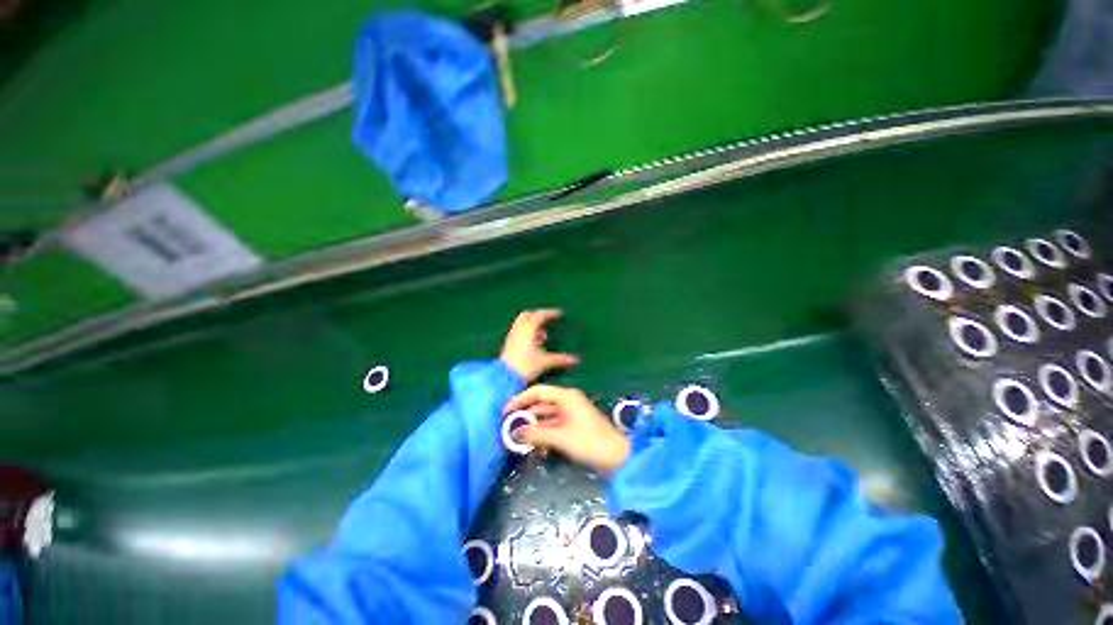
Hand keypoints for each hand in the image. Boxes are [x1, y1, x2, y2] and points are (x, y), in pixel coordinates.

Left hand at [500, 309, 578, 382]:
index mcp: (528, 330)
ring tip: (544, 335)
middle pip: (528, 315)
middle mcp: (519, 330)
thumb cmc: (526, 367)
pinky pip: (519, 332)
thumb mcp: (546, 362)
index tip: (559, 314)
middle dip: (538, 315)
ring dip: (532, 325)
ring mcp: (512, 336)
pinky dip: (527, 332)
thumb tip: (575, 360)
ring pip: (522, 323)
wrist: (505, 378)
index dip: (550, 313)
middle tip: (549, 320)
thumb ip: (561, 359)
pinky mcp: (508, 344)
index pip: (540, 315)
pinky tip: (534, 343)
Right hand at [504, 385, 630, 473]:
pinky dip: (543, 432)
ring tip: (517, 436)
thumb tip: (516, 433)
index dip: (521, 399)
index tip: (506, 411)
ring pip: (546, 415)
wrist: (617, 456)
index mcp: (566, 396)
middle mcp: (568, 401)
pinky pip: (553, 425)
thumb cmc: (590, 442)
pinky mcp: (573, 425)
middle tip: (508, 426)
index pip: (538, 391)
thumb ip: (537, 434)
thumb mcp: (561, 438)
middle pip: (541, 403)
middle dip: (526, 414)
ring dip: (534, 425)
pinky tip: (533, 443)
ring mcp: (571, 414)